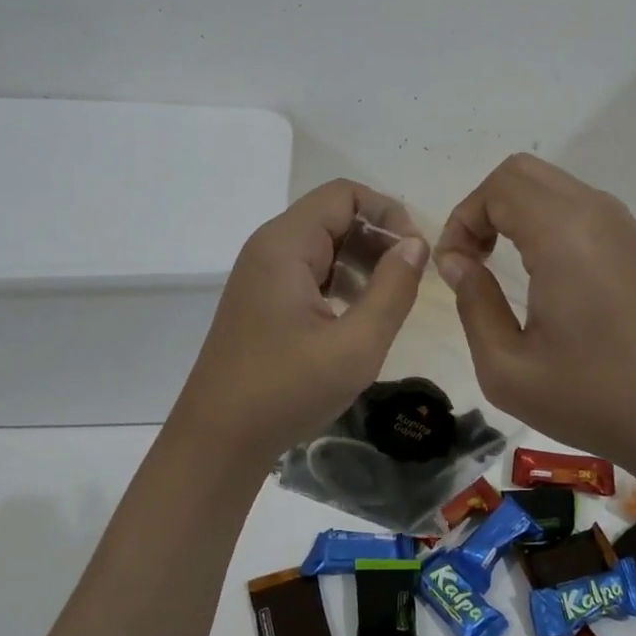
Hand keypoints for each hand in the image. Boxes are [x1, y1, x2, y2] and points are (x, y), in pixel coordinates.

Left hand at [171, 180, 427, 465]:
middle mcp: (269, 248)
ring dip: (362, 262)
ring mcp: (262, 275)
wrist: (218, 440)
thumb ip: (393, 289)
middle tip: (409, 280)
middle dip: (378, 239)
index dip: (388, 212)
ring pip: (323, 245)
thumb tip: (416, 245)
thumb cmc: (286, 391)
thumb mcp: (356, 345)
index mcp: (285, 245)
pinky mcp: (262, 300)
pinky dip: (340, 282)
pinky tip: (358, 317)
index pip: (344, 194)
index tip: (417, 253)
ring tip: (390, 300)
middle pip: (334, 216)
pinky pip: (309, 272)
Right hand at [434, 154, 635, 474]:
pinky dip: (543, 220)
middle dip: (483, 207)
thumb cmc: (590, 399)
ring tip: (498, 265)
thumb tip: (458, 263)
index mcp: (564, 235)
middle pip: (521, 172)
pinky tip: (540, 272)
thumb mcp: (506, 368)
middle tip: (471, 260)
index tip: (454, 271)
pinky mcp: (635, 244)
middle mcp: (596, 214)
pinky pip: (577, 205)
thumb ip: (472, 303)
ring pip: (550, 184)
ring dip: (513, 211)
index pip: (497, 188)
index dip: (462, 221)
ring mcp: (622, 226)